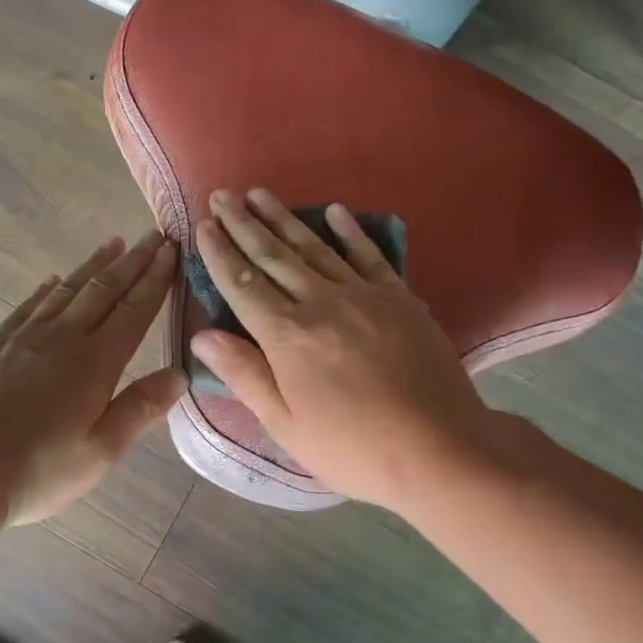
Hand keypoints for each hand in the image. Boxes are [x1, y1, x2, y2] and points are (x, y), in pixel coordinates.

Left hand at [0, 232, 186, 524]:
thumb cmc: (37, 469)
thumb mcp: (101, 451)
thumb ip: (140, 408)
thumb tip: (181, 374)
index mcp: (95, 363)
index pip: (134, 311)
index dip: (155, 280)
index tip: (171, 250)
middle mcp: (62, 339)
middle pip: (102, 290)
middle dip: (131, 262)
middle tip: (152, 235)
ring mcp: (22, 339)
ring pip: (65, 291)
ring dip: (92, 266)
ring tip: (112, 244)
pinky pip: (26, 307)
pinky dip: (45, 290)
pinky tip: (52, 282)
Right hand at [190, 189, 499, 510]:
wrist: (441, 448)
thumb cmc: (352, 447)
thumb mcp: (285, 424)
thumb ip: (243, 374)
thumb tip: (201, 336)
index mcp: (288, 337)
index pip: (243, 285)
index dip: (220, 253)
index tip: (203, 225)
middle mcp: (322, 303)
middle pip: (274, 256)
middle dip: (243, 224)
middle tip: (222, 195)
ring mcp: (364, 296)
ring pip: (315, 247)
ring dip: (283, 219)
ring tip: (260, 194)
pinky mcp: (399, 299)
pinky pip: (369, 255)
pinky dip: (350, 231)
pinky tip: (334, 211)